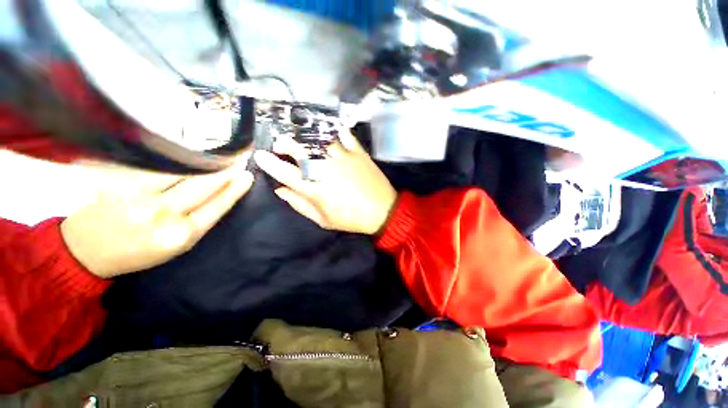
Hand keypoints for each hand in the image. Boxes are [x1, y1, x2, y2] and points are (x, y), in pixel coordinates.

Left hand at [61, 158, 252, 277]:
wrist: (85, 250)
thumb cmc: (138, 251)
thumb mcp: (177, 245)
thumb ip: (198, 221)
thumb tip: (220, 194)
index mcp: (180, 235)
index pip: (216, 206)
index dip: (234, 189)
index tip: (247, 176)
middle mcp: (161, 214)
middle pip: (203, 185)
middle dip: (225, 170)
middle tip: (240, 157)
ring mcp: (138, 195)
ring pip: (181, 171)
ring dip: (204, 162)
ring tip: (220, 154)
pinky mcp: (119, 180)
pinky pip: (156, 166)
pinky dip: (176, 160)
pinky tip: (188, 155)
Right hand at [254, 131, 396, 234]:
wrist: (382, 211)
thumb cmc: (351, 218)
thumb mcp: (323, 220)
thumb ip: (300, 205)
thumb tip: (280, 190)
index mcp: (314, 188)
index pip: (284, 172)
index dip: (269, 162)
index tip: (260, 155)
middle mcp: (325, 169)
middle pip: (299, 149)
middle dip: (284, 143)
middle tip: (280, 143)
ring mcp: (342, 157)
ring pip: (318, 139)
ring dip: (305, 135)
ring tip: (301, 135)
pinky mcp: (358, 152)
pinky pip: (344, 135)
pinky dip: (335, 131)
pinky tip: (329, 130)